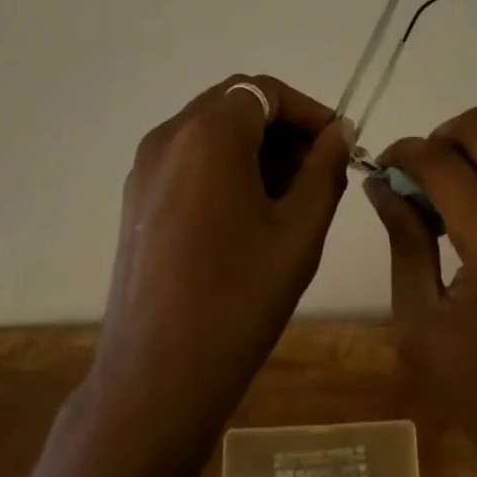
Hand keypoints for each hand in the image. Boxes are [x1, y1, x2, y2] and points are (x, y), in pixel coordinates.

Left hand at [17, 75, 351, 476]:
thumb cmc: (235, 303)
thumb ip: (324, 171)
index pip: (268, 91)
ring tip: (288, 196)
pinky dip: (223, 163)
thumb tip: (340, 133)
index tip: (339, 145)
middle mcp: (172, 132)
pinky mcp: (136, 194)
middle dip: (282, 128)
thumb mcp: (298, 233)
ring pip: (212, 127)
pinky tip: (246, 213)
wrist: (152, 384)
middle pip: (238, 103)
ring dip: (254, 146)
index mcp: (209, 132)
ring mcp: (147, 163)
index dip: (308, 112)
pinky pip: (189, 154)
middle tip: (317, 171)